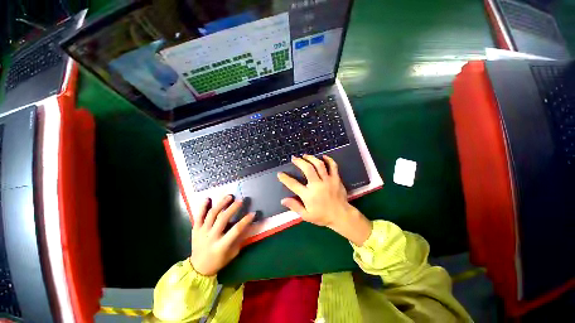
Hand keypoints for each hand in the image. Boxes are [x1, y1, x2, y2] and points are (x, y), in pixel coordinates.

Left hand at [190, 196, 254, 275]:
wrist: (198, 268)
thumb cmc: (218, 261)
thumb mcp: (232, 253)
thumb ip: (240, 239)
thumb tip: (248, 225)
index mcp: (221, 246)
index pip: (235, 230)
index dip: (245, 221)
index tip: (253, 213)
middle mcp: (211, 237)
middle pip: (222, 219)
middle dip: (233, 208)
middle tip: (240, 200)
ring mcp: (201, 232)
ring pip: (211, 215)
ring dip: (221, 204)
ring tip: (229, 196)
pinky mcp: (195, 230)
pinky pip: (198, 216)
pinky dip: (202, 207)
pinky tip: (207, 198)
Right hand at [277, 155, 371, 245]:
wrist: (341, 216)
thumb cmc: (322, 216)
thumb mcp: (306, 215)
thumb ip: (295, 206)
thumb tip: (283, 200)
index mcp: (309, 195)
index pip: (293, 184)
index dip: (285, 178)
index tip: (280, 174)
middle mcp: (317, 185)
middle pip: (307, 169)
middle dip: (299, 161)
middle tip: (294, 158)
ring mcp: (328, 181)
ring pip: (319, 165)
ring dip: (311, 158)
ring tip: (305, 156)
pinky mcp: (336, 179)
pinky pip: (333, 166)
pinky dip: (328, 160)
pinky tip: (323, 156)